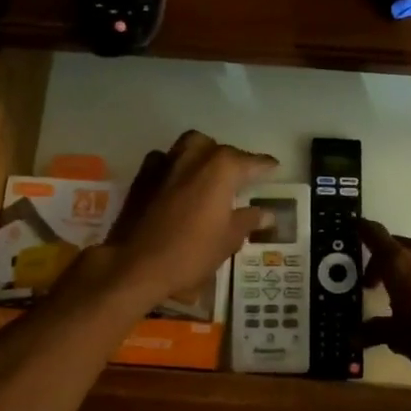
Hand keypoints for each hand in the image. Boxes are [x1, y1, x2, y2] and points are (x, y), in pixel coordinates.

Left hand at [85, 131, 276, 308]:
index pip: (252, 161)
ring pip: (191, 145)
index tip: (275, 167)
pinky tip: (177, 182)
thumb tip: (267, 213)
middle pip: (220, 149)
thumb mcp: (228, 240)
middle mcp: (196, 155)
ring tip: (209, 175)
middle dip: (232, 160)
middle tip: (239, 178)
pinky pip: (165, 159)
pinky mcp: (143, 174)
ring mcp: (167, 161)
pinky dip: (175, 165)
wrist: (135, 264)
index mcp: (223, 168)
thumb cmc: (190, 253)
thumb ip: (248, 220)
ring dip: (203, 155)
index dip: (266, 166)